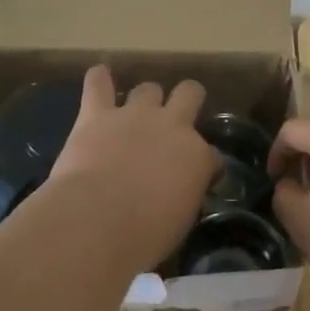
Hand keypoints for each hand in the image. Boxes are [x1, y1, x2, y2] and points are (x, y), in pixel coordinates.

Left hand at [43, 66, 219, 271]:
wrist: (98, 220)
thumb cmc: (145, 234)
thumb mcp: (180, 221)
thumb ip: (184, 197)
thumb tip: (178, 194)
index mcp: (198, 157)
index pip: (212, 156)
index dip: (205, 166)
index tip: (198, 178)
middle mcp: (173, 126)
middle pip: (189, 94)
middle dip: (188, 101)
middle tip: (177, 118)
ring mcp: (135, 115)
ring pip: (149, 88)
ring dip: (145, 98)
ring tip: (135, 111)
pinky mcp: (96, 114)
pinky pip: (98, 83)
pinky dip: (100, 79)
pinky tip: (99, 76)